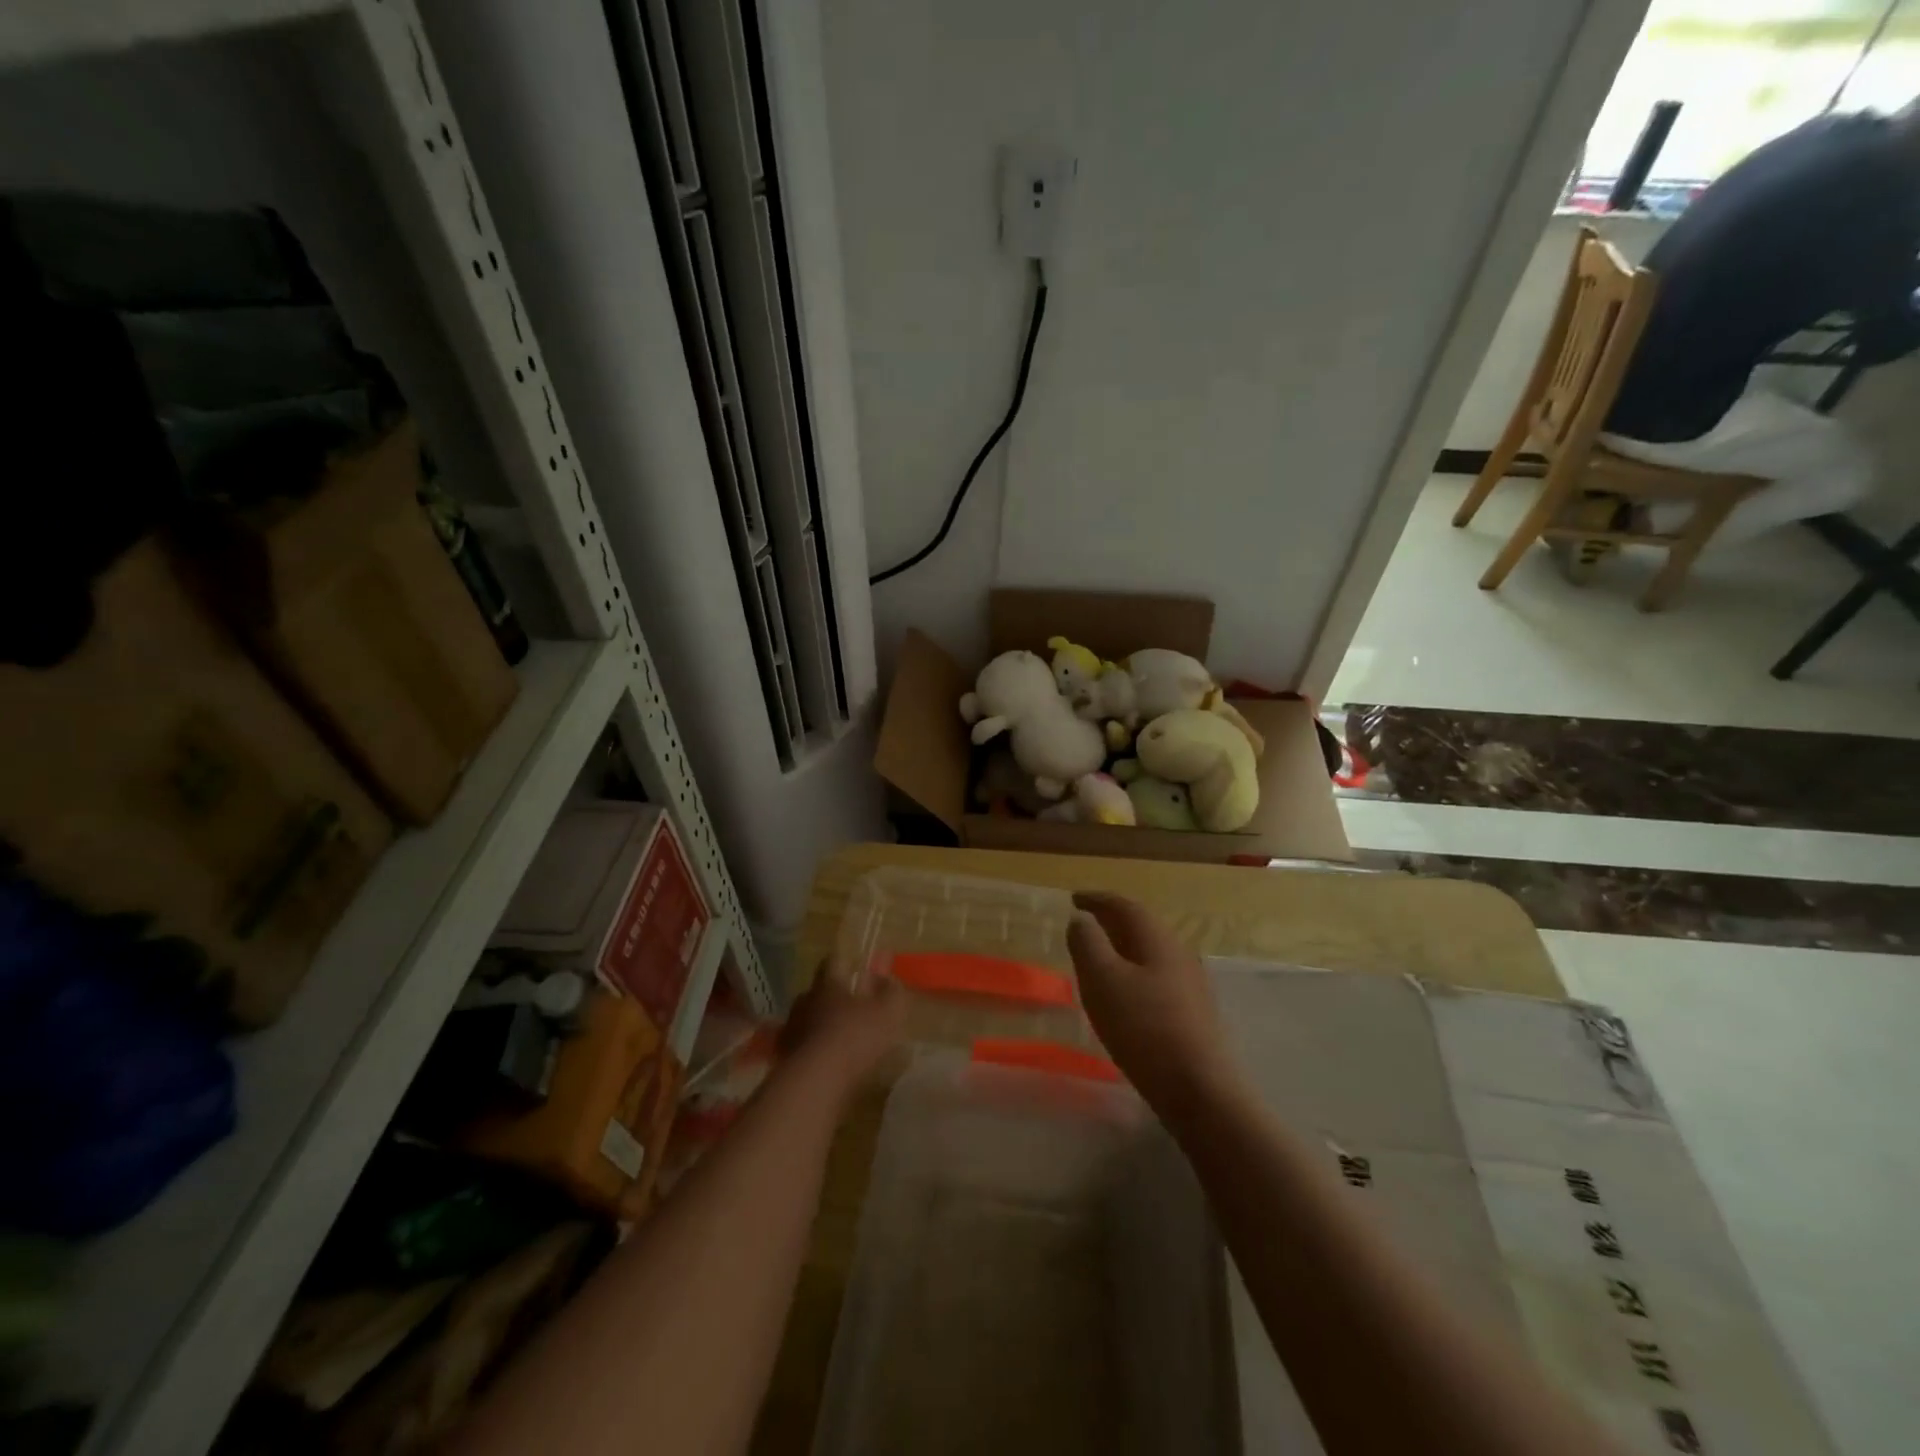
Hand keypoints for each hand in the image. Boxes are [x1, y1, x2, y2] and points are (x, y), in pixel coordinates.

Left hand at [780, 959, 904, 1098]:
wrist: (814, 1082)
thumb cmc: (854, 1038)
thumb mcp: (888, 1012)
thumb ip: (892, 992)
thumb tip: (888, 978)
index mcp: (829, 984)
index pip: (834, 961)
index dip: (847, 964)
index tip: (858, 971)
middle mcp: (806, 1000)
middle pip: (818, 991)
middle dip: (834, 997)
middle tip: (853, 1009)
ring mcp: (792, 1029)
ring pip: (808, 1019)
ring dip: (822, 1025)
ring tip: (841, 1041)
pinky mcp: (785, 1057)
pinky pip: (802, 1046)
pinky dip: (814, 1050)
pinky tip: (828, 1063)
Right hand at [1067, 892, 1236, 1116]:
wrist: (1200, 1090)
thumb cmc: (1144, 1028)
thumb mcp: (1102, 980)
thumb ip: (1087, 944)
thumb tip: (1081, 919)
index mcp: (1158, 940)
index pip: (1125, 906)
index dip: (1097, 899)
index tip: (1073, 897)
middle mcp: (1179, 954)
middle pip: (1142, 928)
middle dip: (1111, 922)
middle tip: (1084, 924)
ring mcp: (1191, 985)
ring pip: (1151, 954)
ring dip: (1123, 949)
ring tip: (1099, 959)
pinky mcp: (1194, 1014)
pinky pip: (1157, 978)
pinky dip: (1134, 974)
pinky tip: (1125, 996)